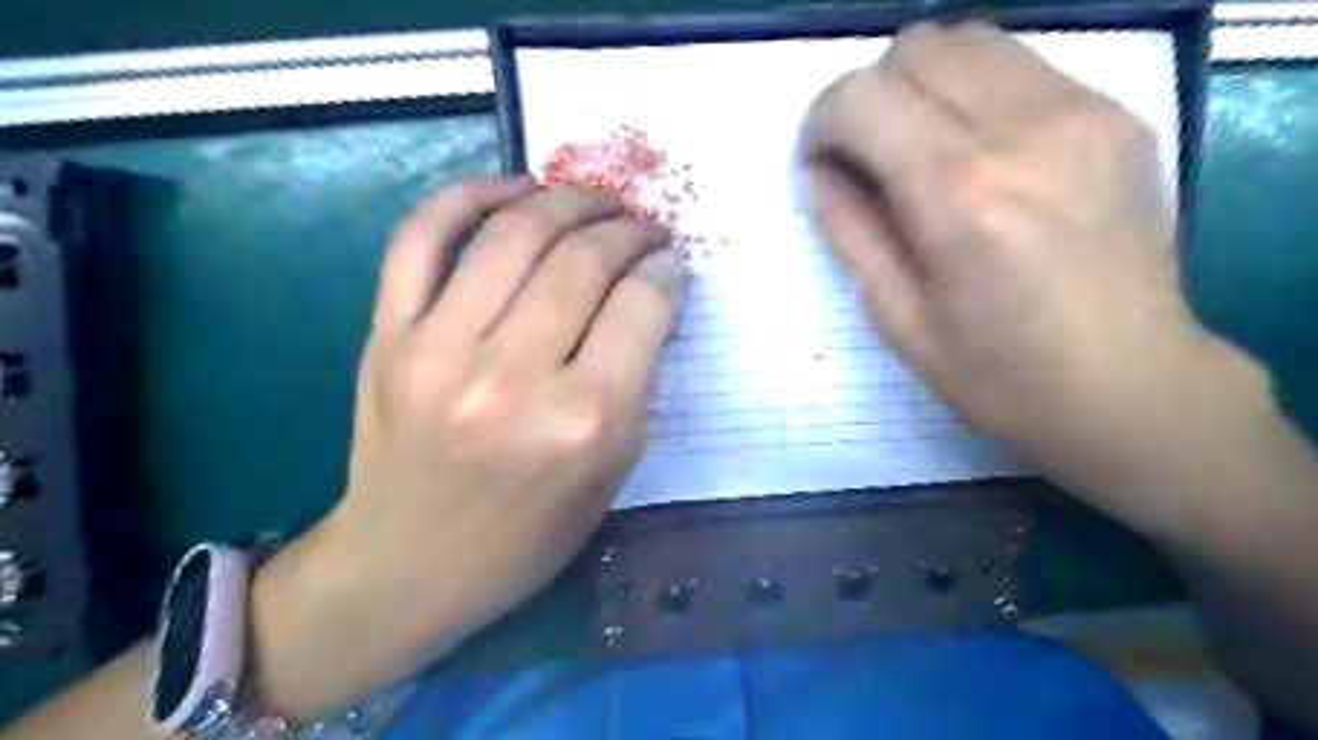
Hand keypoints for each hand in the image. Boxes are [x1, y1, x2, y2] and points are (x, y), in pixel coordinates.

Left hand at [250, 178, 691, 716]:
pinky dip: (469, 195)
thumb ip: (636, 381)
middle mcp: (512, 378)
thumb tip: (646, 297)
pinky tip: (514, 190)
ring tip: (593, 200)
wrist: (406, 565)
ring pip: (514, 233)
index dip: (666, 271)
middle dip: (627, 229)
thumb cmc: (526, 536)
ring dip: (567, 200)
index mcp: (583, 424)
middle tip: (642, 226)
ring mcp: (438, 349)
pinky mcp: (387, 335)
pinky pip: (423, 237)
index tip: (671, 263)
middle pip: (584, 260)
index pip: (640, 307)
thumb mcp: (611, 472)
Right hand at [797, 21, 1259, 495]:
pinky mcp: (1116, 115)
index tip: (822, 164)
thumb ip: (848, 231)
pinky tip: (980, 156)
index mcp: (959, 192)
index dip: (821, 123)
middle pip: (915, 48)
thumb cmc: (999, 375)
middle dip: (870, 96)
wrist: (1131, 388)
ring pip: (970, 40)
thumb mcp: (898, 317)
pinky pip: (1020, 67)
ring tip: (921, 151)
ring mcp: (1082, 111)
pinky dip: (975, 94)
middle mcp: (1023, 128)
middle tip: (869, 158)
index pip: (862, 97)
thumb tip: (817, 173)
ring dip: (922, 87)